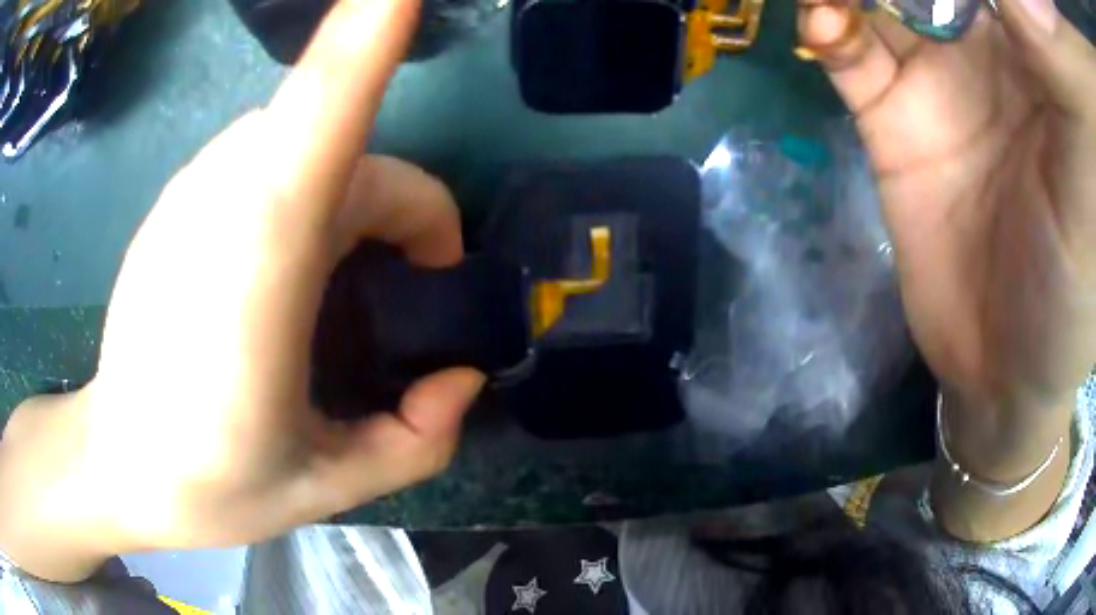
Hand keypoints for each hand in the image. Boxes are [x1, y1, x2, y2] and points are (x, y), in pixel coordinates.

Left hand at [0, 0, 483, 581]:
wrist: (116, 463)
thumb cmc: (207, 484)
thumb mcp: (326, 488)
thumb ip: (415, 441)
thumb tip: (460, 380)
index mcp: (258, 264)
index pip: (321, 112)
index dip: (366, 38)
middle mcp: (224, 196)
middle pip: (352, 147)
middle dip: (401, 215)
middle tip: (404, 301)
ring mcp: (195, 188)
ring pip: (311, 147)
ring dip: (353, 205)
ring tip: (337, 298)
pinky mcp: (180, 197)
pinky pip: (271, 160)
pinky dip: (307, 197)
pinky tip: (281, 280)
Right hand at [799, 0, 1095, 537]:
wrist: (1006, 368)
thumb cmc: (1074, 285)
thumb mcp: (1085, 176)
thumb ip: (1053, 69)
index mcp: (1033, 51)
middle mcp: (985, 43)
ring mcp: (936, 73)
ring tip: (834, 0)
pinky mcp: (892, 114)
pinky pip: (850, 48)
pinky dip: (828, 25)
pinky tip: (825, 28)